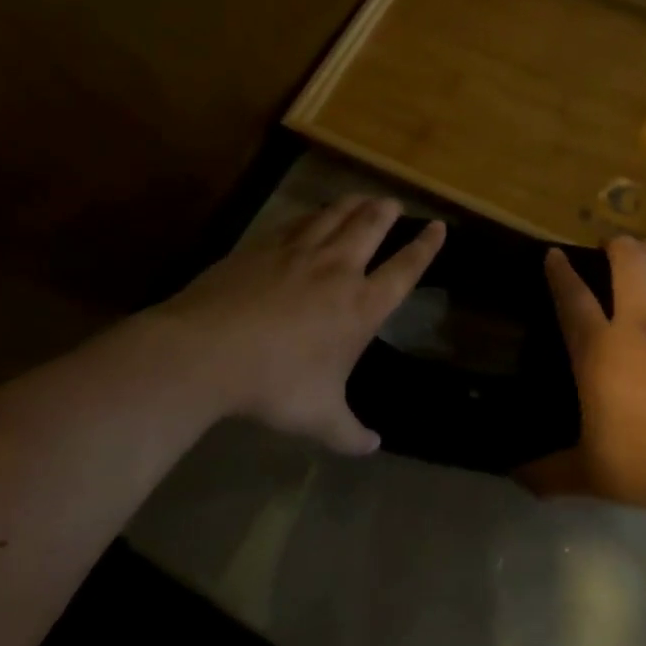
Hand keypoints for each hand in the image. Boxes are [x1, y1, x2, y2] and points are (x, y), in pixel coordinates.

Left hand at [163, 196, 443, 453]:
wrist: (207, 353)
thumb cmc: (275, 385)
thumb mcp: (320, 418)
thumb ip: (350, 433)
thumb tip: (373, 446)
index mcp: (361, 306)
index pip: (405, 268)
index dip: (426, 247)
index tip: (438, 227)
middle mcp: (337, 270)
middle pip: (371, 228)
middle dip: (387, 213)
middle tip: (394, 203)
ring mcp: (298, 252)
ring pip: (335, 215)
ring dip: (353, 204)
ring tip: (362, 198)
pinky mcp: (262, 246)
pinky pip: (297, 221)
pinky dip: (313, 214)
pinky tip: (311, 215)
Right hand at [524, 236, 645, 514]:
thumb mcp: (593, 475)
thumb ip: (552, 474)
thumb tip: (517, 479)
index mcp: (602, 350)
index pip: (573, 299)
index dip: (560, 272)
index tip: (554, 254)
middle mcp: (642, 321)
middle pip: (628, 260)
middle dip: (616, 245)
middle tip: (611, 249)